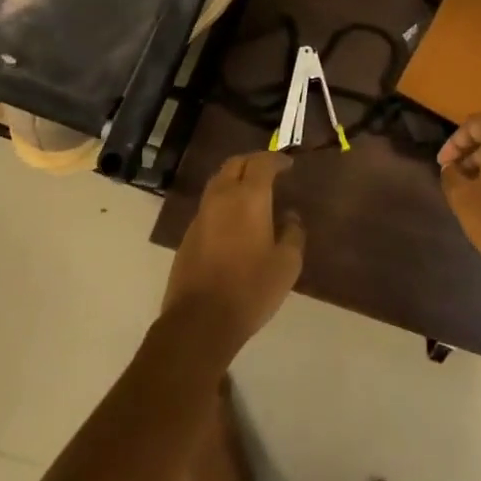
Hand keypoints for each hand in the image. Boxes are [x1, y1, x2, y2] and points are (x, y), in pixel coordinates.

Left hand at [163, 152, 304, 348]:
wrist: (200, 321)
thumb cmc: (251, 288)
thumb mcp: (287, 264)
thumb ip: (293, 234)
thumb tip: (290, 217)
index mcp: (249, 198)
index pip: (261, 163)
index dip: (276, 159)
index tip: (288, 164)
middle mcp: (221, 198)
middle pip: (234, 164)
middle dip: (252, 162)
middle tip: (269, 171)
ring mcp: (201, 216)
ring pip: (218, 182)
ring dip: (235, 179)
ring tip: (252, 192)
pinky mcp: (188, 236)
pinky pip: (209, 205)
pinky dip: (224, 201)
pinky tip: (235, 220)